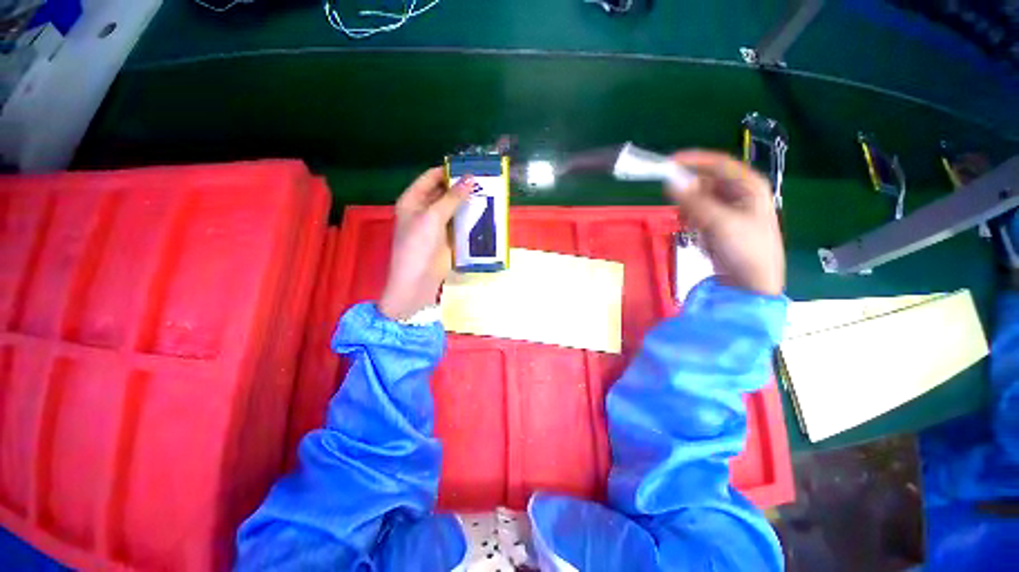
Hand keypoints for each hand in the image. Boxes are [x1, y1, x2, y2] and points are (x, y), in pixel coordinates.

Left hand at [379, 168, 473, 320]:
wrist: (417, 282)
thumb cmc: (418, 246)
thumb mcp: (432, 217)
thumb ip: (452, 198)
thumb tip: (471, 179)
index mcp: (413, 200)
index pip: (432, 177)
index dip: (449, 171)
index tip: (471, 167)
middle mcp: (424, 210)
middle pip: (445, 192)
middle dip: (462, 187)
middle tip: (485, 181)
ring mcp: (437, 225)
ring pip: (455, 209)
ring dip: (469, 203)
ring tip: (490, 194)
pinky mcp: (448, 239)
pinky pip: (461, 224)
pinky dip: (471, 219)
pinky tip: (486, 214)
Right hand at [666, 150, 784, 295]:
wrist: (752, 282)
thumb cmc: (746, 249)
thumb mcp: (720, 223)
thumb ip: (694, 202)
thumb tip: (670, 183)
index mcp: (749, 186)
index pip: (718, 164)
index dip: (694, 161)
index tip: (668, 163)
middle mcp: (739, 193)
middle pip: (706, 182)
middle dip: (690, 193)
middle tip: (680, 208)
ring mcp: (728, 209)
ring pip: (698, 199)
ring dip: (690, 210)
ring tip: (692, 226)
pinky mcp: (718, 223)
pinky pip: (697, 213)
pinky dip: (691, 220)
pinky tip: (696, 233)